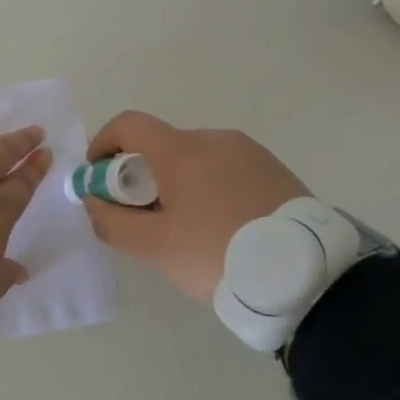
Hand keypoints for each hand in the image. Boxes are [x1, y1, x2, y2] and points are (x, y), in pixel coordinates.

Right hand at [81, 111, 309, 302]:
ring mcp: (248, 152)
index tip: (98, 178)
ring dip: (176, 183)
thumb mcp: (155, 248)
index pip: (128, 125)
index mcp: (182, 151)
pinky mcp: (274, 170)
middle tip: (142, 217)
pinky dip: (208, 188)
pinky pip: (226, 169)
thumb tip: (93, 201)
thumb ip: (112, 222)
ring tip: (186, 229)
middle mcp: (214, 139)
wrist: (306, 275)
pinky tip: (221, 227)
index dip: (104, 144)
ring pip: (195, 159)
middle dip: (140, 175)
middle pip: (161, 145)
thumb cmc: (219, 255)